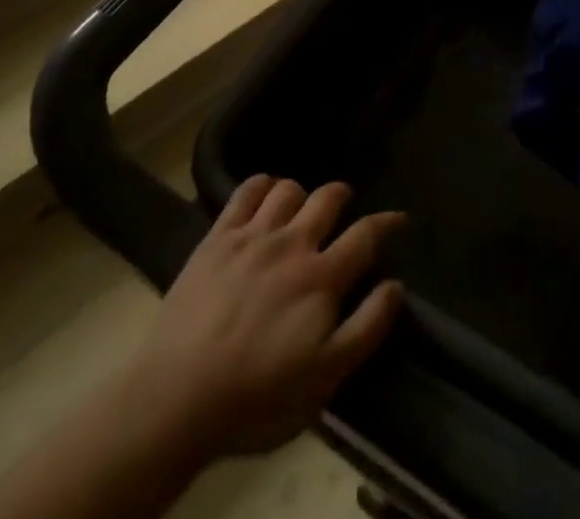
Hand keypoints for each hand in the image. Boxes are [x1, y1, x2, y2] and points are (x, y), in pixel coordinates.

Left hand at [128, 177, 405, 461]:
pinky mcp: (218, 236)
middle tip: (343, 205)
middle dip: (341, 195)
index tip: (400, 217)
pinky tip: (263, 193)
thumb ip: (366, 328)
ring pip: (288, 188)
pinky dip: (260, 184)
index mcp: (322, 278)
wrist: (180, 394)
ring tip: (299, 208)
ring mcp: (253, 235)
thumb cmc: (258, 396)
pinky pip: (245, 191)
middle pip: (327, 198)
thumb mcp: (325, 379)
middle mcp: (292, 243)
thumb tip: (395, 285)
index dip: (387, 222)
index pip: (365, 236)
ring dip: (300, 194)